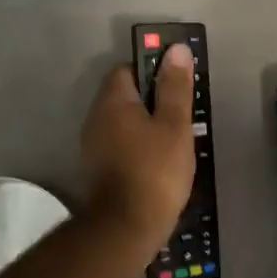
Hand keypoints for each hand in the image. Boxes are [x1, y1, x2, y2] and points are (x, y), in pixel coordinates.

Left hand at [79, 44, 195, 252]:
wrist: (127, 227)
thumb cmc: (155, 171)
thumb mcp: (174, 125)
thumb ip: (175, 87)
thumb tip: (176, 49)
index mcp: (113, 102)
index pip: (127, 69)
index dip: (153, 70)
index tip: (177, 84)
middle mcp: (96, 118)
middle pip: (124, 95)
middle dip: (152, 99)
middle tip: (183, 113)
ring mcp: (93, 146)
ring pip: (123, 122)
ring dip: (146, 124)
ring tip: (176, 139)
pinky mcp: (98, 169)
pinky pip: (121, 144)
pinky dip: (139, 145)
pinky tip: (160, 161)